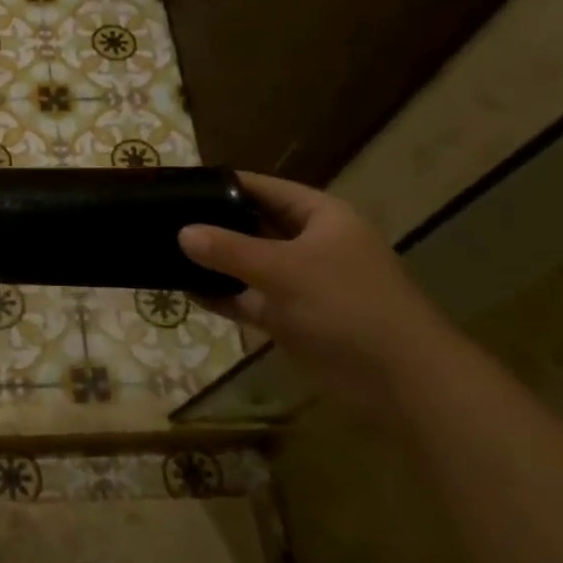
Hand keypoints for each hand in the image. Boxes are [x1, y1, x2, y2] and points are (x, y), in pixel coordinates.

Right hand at [178, 172, 452, 402]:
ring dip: (215, 263)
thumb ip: (229, 249)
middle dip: (214, 224)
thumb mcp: (284, 269)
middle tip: (164, 220)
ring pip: (248, 265)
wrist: (398, 378)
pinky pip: (249, 299)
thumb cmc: (347, 306)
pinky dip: (223, 296)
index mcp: (321, 218)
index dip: (227, 184)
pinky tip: (187, 292)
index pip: (266, 189)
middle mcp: (309, 244)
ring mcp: (300, 283)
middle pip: (254, 225)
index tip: (183, 184)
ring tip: (166, 253)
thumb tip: (182, 232)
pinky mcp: (290, 318)